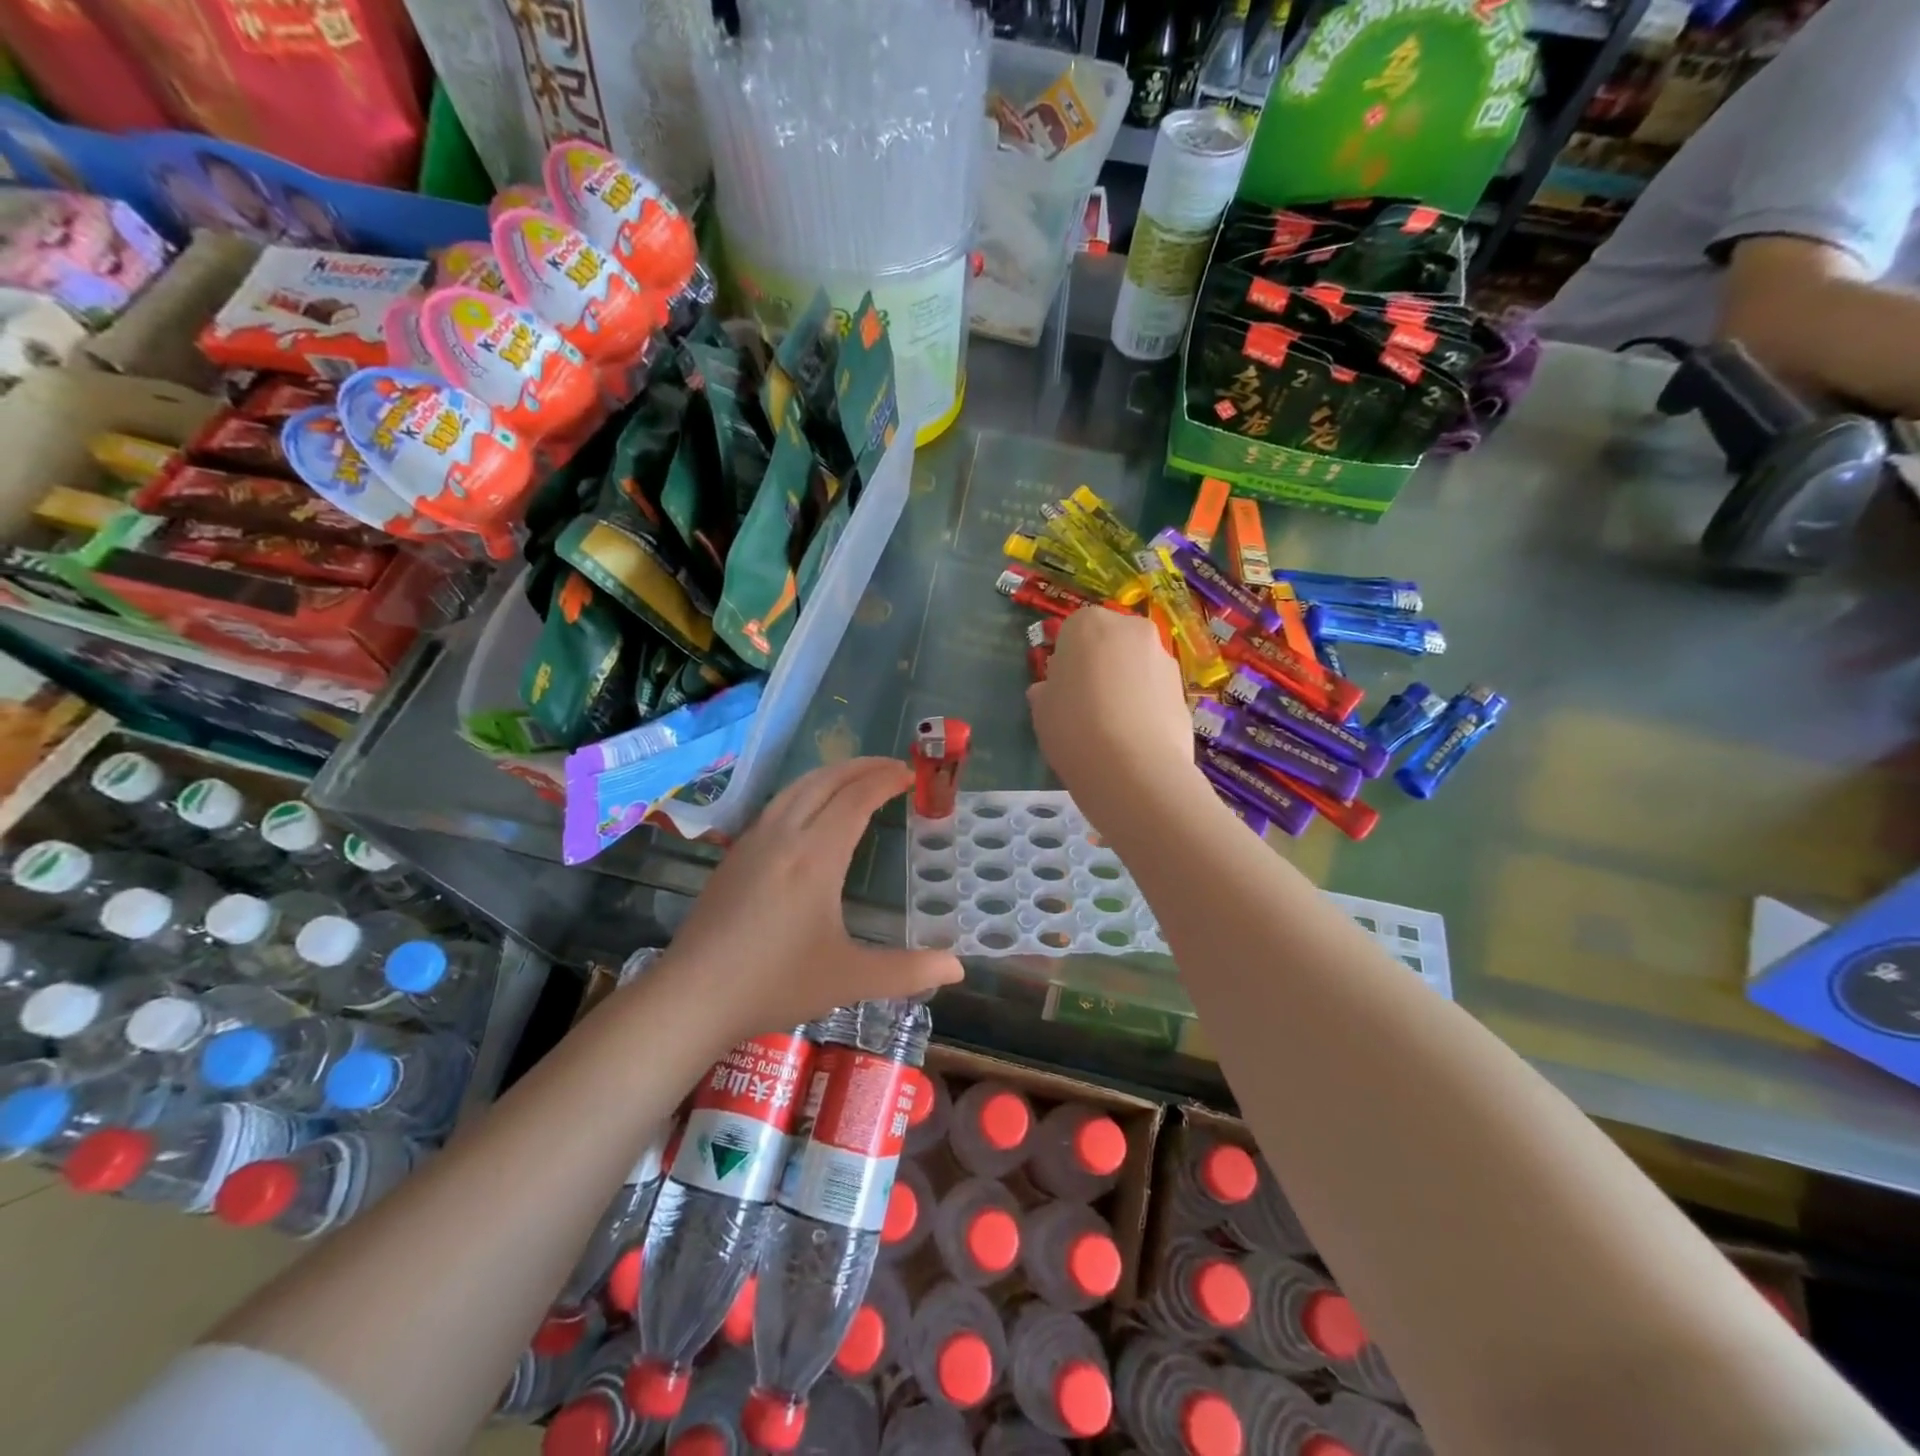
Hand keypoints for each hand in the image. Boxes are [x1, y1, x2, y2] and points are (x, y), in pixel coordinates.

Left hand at [661, 758, 962, 1040]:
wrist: (692, 997)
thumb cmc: (774, 984)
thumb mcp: (849, 979)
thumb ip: (908, 972)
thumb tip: (959, 968)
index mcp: (815, 856)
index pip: (856, 798)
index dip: (885, 780)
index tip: (910, 774)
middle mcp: (783, 836)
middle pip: (826, 780)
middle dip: (862, 766)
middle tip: (892, 767)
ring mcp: (753, 841)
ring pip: (797, 787)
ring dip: (832, 774)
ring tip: (857, 778)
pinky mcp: (734, 855)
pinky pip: (777, 804)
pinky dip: (806, 791)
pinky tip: (811, 812)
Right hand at [1029, 608, 1199, 827]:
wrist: (1132, 767)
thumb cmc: (1073, 726)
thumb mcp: (1041, 709)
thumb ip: (1046, 692)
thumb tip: (1048, 691)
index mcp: (1088, 623)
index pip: (1073, 631)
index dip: (1067, 660)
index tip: (1063, 687)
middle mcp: (1131, 629)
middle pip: (1111, 641)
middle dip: (1101, 664)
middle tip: (1087, 702)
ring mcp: (1163, 657)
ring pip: (1137, 664)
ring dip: (1126, 683)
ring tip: (1113, 724)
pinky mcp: (1184, 689)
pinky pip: (1156, 691)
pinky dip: (1146, 705)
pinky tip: (1134, 736)